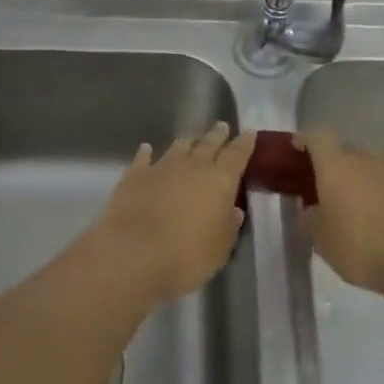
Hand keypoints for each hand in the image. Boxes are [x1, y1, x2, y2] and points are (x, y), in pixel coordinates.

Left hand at [96, 124, 254, 306]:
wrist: (134, 255)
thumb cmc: (187, 257)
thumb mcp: (220, 249)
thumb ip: (229, 226)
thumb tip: (234, 210)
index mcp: (219, 181)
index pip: (237, 155)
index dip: (244, 143)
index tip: (249, 131)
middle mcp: (192, 166)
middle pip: (208, 144)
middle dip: (217, 135)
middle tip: (222, 127)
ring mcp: (161, 168)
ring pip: (178, 147)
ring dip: (188, 141)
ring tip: (193, 138)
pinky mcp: (134, 176)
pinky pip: (143, 159)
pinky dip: (146, 153)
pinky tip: (146, 149)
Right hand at [301, 127, 383, 293]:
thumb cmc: (359, 246)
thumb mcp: (320, 239)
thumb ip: (308, 218)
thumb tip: (309, 208)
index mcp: (336, 164)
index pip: (317, 136)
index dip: (305, 140)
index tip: (297, 150)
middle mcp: (365, 158)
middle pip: (345, 149)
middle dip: (334, 164)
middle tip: (327, 187)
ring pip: (370, 165)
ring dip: (360, 178)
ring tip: (356, 204)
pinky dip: (382, 192)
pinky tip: (382, 217)